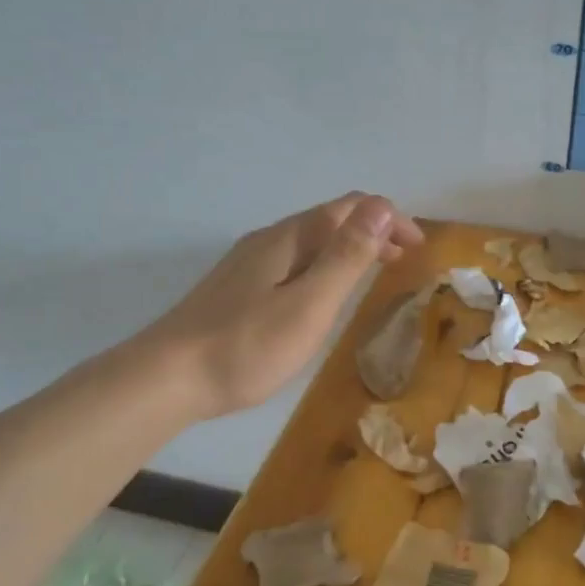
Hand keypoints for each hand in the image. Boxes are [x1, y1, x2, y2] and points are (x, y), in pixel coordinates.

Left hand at [141, 193, 423, 418]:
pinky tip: (322, 295)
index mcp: (289, 238)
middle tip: (403, 262)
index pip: (349, 208)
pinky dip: (323, 266)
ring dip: (348, 250)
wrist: (165, 378)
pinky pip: (293, 262)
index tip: (419, 249)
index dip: (389, 220)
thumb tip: (381, 207)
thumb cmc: (246, 346)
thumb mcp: (309, 304)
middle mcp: (268, 240)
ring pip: (310, 242)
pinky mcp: (236, 289)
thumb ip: (346, 257)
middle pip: (329, 220)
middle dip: (372, 232)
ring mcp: (248, 264)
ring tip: (373, 275)